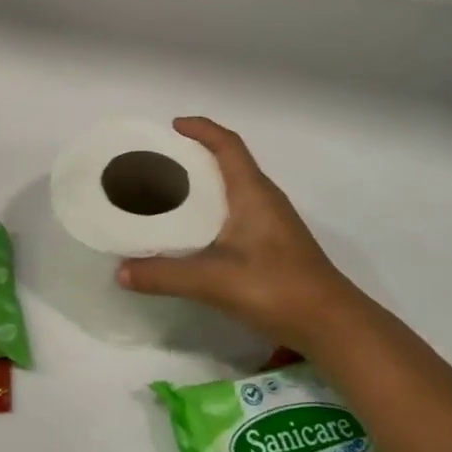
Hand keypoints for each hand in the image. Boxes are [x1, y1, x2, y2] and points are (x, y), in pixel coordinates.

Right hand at [116, 118, 364, 347]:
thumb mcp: (213, 280)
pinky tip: (194, 232)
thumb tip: (120, 272)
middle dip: (195, 155)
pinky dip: (213, 209)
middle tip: (158, 162)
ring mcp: (272, 223)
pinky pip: (237, 211)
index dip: (202, 129)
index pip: (228, 145)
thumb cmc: (276, 288)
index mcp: (252, 193)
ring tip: (168, 192)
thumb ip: (164, 275)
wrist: (332, 325)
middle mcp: (264, 199)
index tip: (173, 126)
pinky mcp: (273, 245)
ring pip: (234, 189)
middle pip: (229, 162)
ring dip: (205, 183)